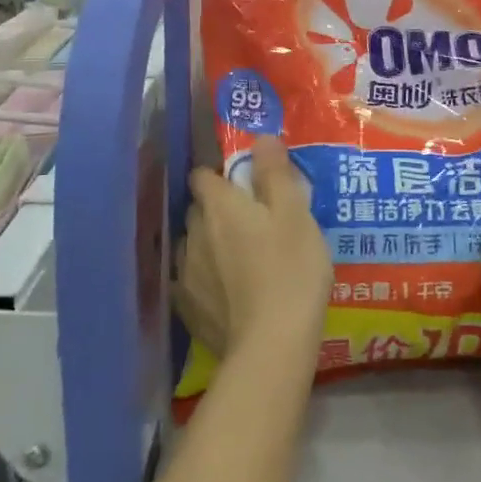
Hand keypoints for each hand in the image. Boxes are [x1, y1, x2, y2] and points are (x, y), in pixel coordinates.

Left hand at [180, 136, 333, 358]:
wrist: (273, 344)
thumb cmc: (291, 269)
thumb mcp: (296, 213)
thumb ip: (275, 172)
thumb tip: (261, 137)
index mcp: (219, 206)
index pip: (202, 176)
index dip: (218, 175)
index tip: (241, 183)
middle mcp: (193, 234)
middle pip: (196, 210)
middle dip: (215, 209)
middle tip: (248, 220)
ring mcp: (185, 274)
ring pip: (190, 245)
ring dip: (207, 244)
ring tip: (236, 257)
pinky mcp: (186, 309)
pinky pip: (189, 281)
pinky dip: (203, 279)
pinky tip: (223, 290)